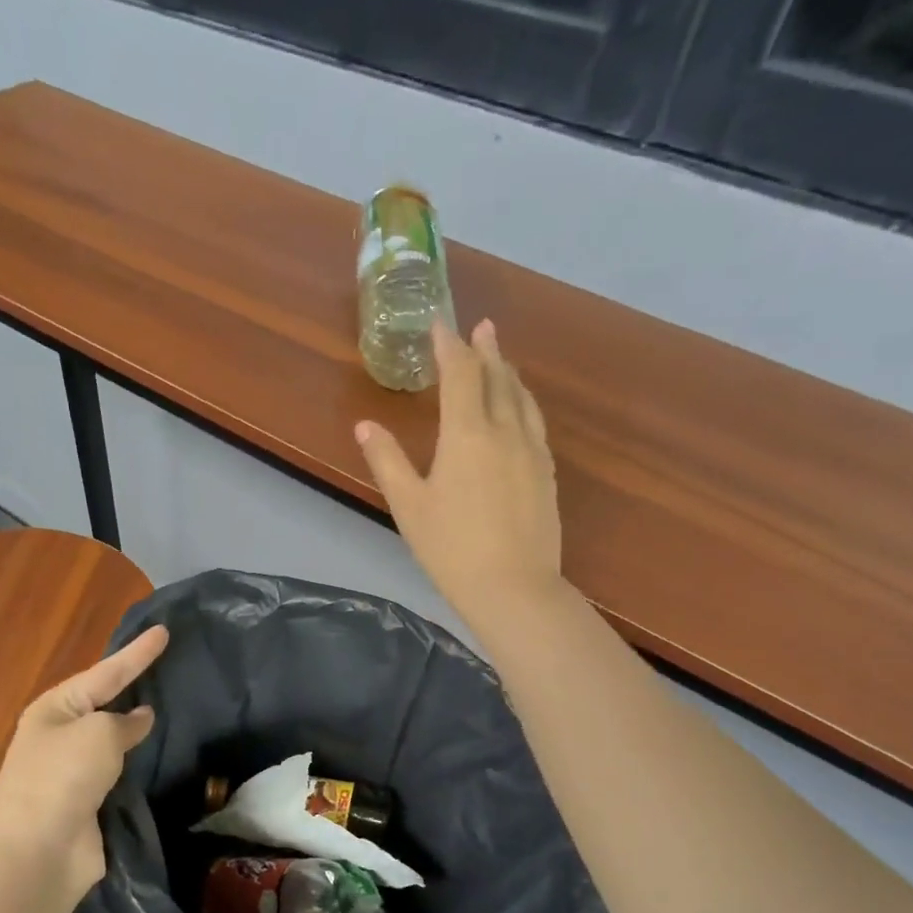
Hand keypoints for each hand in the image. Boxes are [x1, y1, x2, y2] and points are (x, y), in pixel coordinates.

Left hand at [0, 625, 168, 897]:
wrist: (38, 851)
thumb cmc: (63, 777)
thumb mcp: (98, 734)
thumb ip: (125, 722)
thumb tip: (141, 719)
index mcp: (55, 709)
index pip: (106, 672)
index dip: (137, 653)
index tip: (164, 631)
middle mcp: (61, 735)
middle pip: (106, 703)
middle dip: (134, 686)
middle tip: (168, 666)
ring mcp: (73, 771)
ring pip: (114, 739)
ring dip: (137, 727)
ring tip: (171, 706)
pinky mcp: (88, 802)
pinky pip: (120, 771)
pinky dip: (138, 762)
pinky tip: (161, 754)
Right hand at [355, 319, 561, 634]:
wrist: (513, 587)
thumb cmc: (451, 548)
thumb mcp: (409, 505)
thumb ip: (387, 460)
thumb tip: (365, 425)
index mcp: (467, 433)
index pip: (460, 374)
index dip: (449, 346)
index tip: (441, 325)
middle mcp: (505, 431)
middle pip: (497, 378)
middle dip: (486, 350)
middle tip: (481, 327)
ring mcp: (532, 451)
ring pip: (522, 398)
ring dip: (509, 373)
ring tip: (502, 359)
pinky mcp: (547, 473)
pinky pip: (535, 422)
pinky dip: (524, 402)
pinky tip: (521, 410)